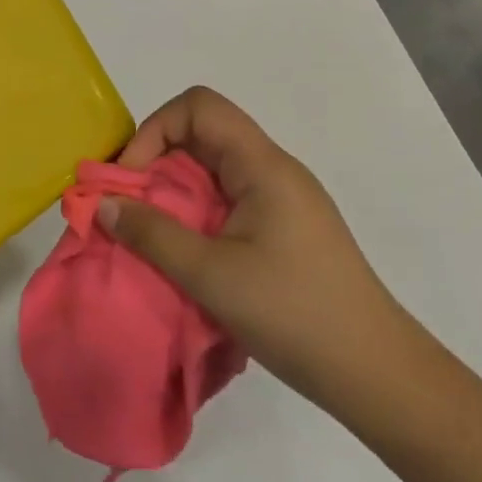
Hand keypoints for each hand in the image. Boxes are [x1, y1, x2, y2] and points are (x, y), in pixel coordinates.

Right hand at [103, 85, 398, 403]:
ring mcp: (283, 200)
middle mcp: (274, 170)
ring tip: (151, 231)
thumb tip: (103, 204)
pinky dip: (197, 213)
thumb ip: (152, 235)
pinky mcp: (285, 229)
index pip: (199, 107)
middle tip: (130, 205)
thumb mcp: (211, 275)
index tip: (133, 178)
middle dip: (158, 161)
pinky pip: (229, 199)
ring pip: (215, 169)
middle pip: (204, 134)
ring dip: (175, 191)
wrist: (378, 375)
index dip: (156, 130)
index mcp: (263, 165)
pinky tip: (188, 252)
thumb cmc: (295, 314)